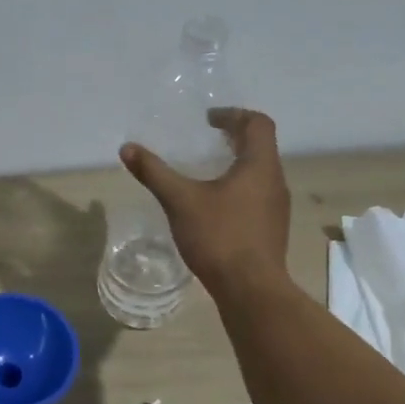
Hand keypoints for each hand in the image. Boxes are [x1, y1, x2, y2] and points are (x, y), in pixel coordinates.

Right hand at [120, 107, 291, 298]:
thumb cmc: (219, 237)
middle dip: (235, 138)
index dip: (233, 115)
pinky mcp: (272, 229)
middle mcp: (275, 181)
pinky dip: (239, 188)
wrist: (250, 289)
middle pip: (261, 146)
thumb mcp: (180, 201)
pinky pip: (258, 196)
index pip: (257, 123)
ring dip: (238, 164)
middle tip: (208, 139)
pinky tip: (217, 206)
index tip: (209, 120)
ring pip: (260, 173)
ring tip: (209, 170)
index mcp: (259, 166)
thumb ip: (154, 173)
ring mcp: (277, 208)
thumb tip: (127, 149)